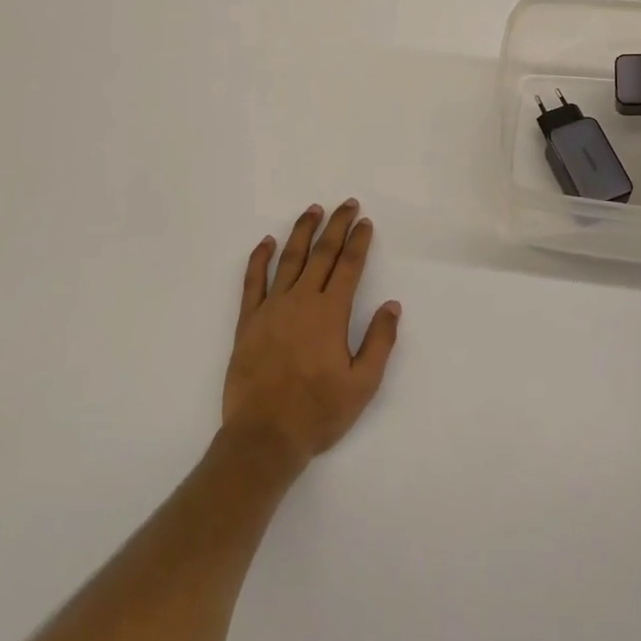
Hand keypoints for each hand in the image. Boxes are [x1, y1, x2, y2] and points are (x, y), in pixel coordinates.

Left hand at [222, 200, 400, 472]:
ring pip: (289, 259)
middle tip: (346, 204)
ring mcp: (271, 308)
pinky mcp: (248, 321)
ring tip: (313, 210)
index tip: (365, 221)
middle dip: (336, 226)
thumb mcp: (362, 384)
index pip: (349, 266)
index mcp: (331, 313)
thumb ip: (379, 341)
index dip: (359, 241)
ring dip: (302, 231)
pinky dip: (260, 258)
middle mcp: (301, 301)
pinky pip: (253, 281)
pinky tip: (267, 242)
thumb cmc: (318, 412)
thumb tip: (392, 305)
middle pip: (322, 253)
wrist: (264, 436)